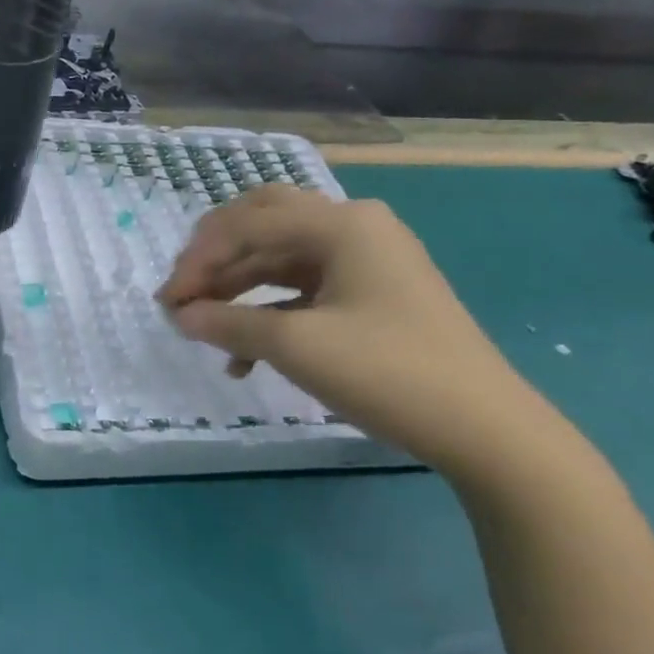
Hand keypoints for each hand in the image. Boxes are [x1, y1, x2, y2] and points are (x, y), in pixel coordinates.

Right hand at [158, 187, 552, 474]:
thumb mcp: (296, 346)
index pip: (248, 223)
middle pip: (264, 224)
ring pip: (281, 258)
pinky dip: (269, 312)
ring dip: (238, 288)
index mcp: (340, 224)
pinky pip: (304, 289)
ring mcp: (366, 261)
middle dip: (216, 257)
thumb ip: (228, 323)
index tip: (168, 301)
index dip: (199, 258)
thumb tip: (181, 315)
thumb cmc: (388, 372)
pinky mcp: (371, 295)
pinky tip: (245, 355)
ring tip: (203, 325)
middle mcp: (353, 228)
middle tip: (183, 291)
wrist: (486, 429)